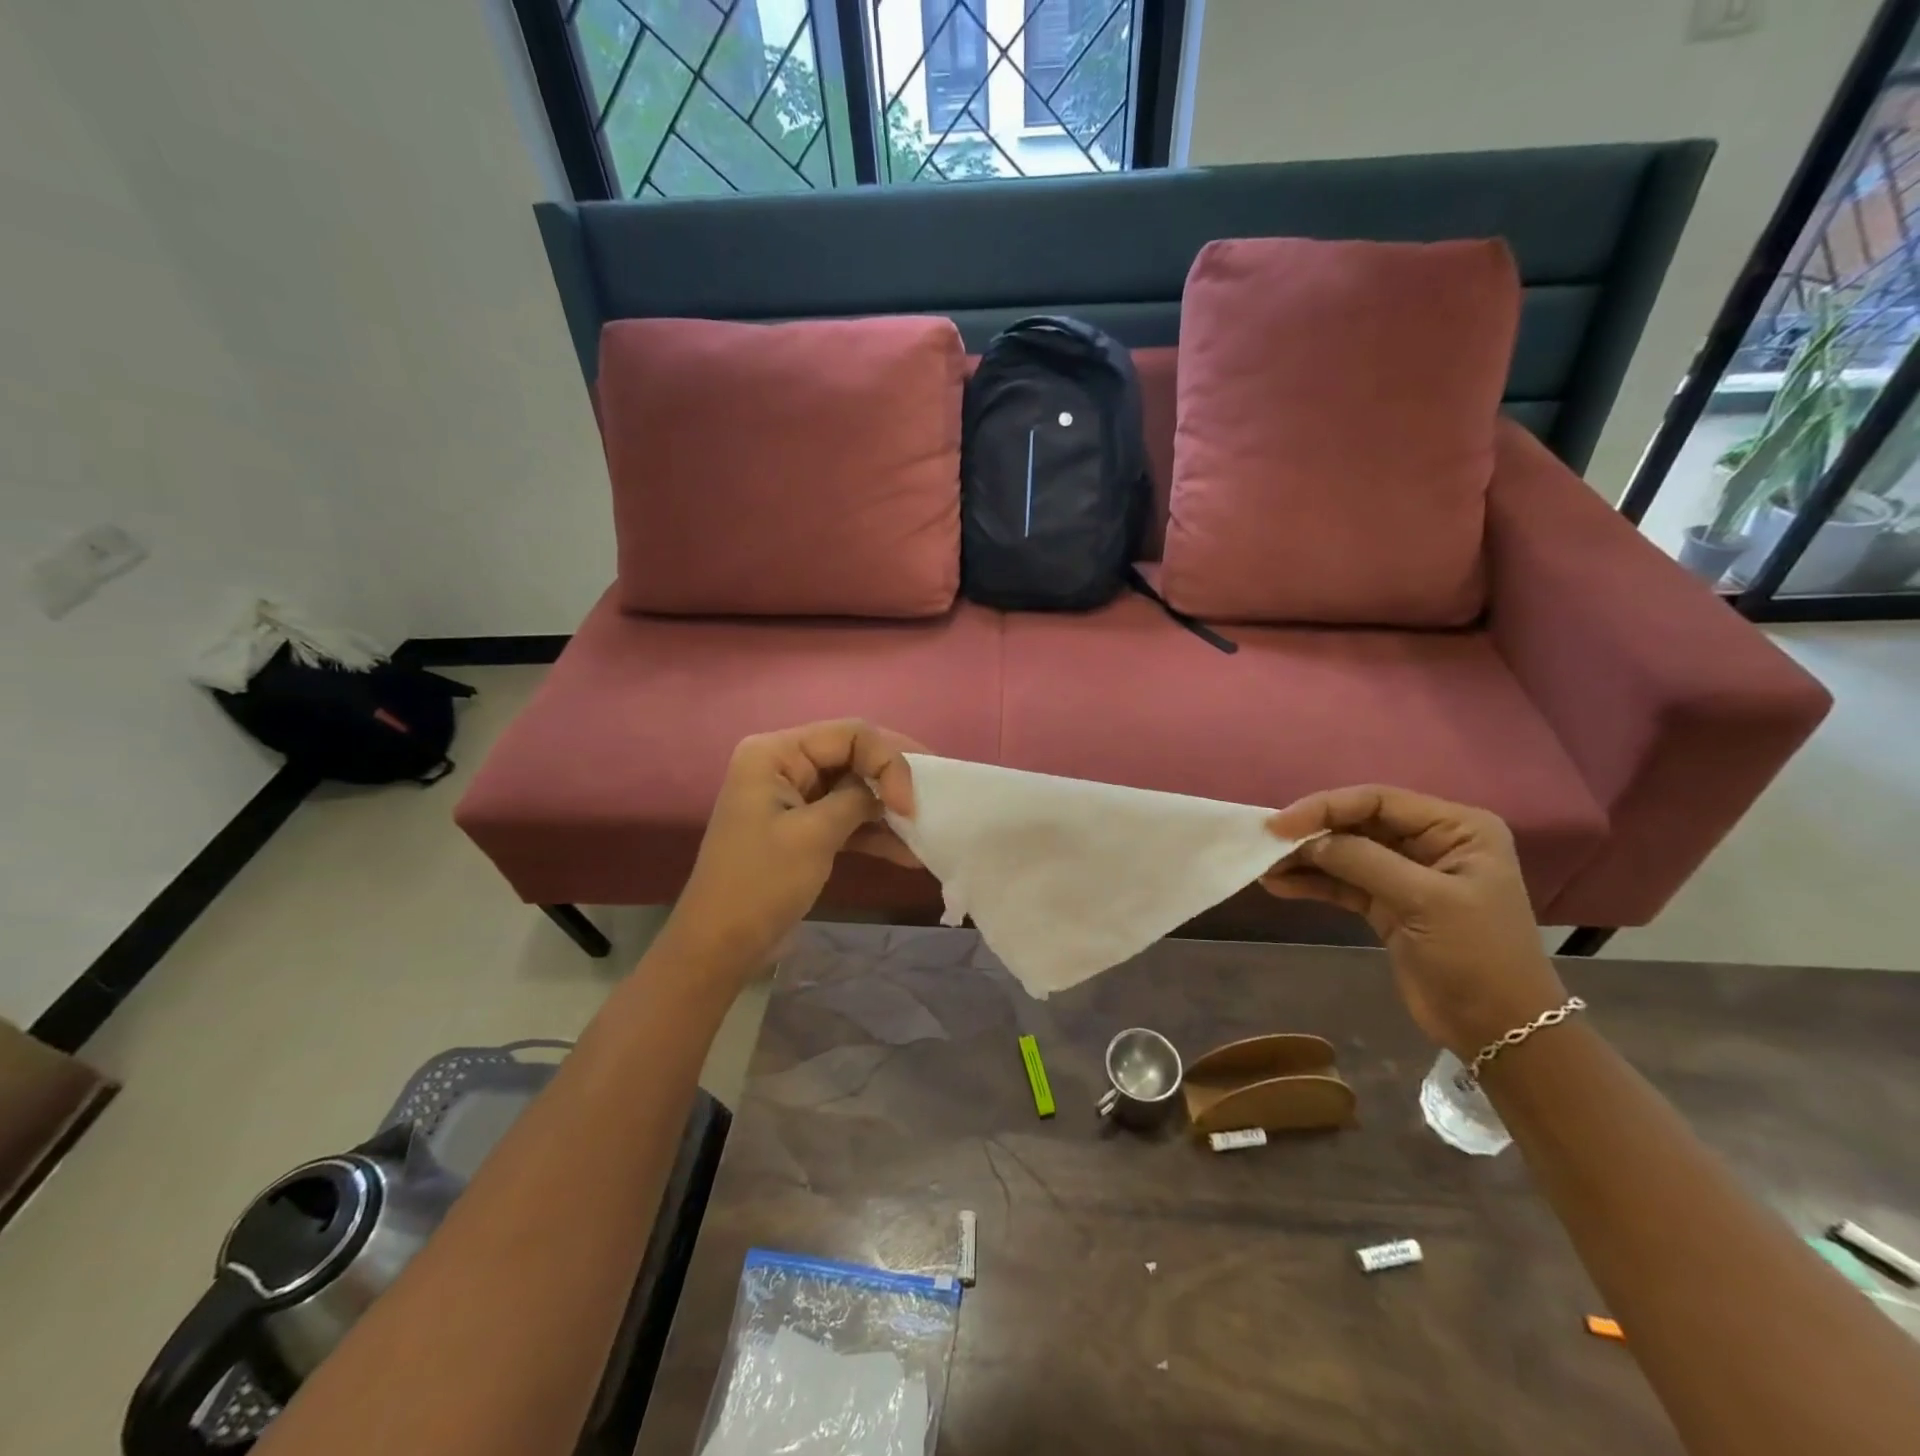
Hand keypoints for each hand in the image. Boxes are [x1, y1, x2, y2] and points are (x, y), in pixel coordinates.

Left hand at [659, 720, 921, 983]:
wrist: (721, 945)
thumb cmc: (761, 883)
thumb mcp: (813, 835)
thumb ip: (856, 801)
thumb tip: (888, 792)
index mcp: (775, 753)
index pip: (849, 734)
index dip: (888, 761)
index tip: (909, 804)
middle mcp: (784, 765)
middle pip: (854, 755)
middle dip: (894, 778)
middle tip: (937, 793)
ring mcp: (795, 797)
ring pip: (855, 788)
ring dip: (888, 809)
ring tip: (927, 827)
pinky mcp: (803, 827)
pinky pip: (847, 817)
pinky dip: (875, 833)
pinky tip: (908, 853)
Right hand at [1262, 785, 1568, 1058]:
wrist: (1499, 1031)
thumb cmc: (1477, 956)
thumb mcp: (1424, 901)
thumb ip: (1364, 862)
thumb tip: (1308, 841)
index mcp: (1455, 828)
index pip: (1378, 801)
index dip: (1326, 807)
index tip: (1280, 825)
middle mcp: (1431, 842)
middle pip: (1357, 823)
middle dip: (1311, 833)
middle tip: (1265, 843)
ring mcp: (1407, 873)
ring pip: (1345, 853)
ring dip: (1305, 859)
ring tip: (1264, 866)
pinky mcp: (1387, 903)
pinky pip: (1342, 882)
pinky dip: (1312, 883)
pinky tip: (1279, 885)